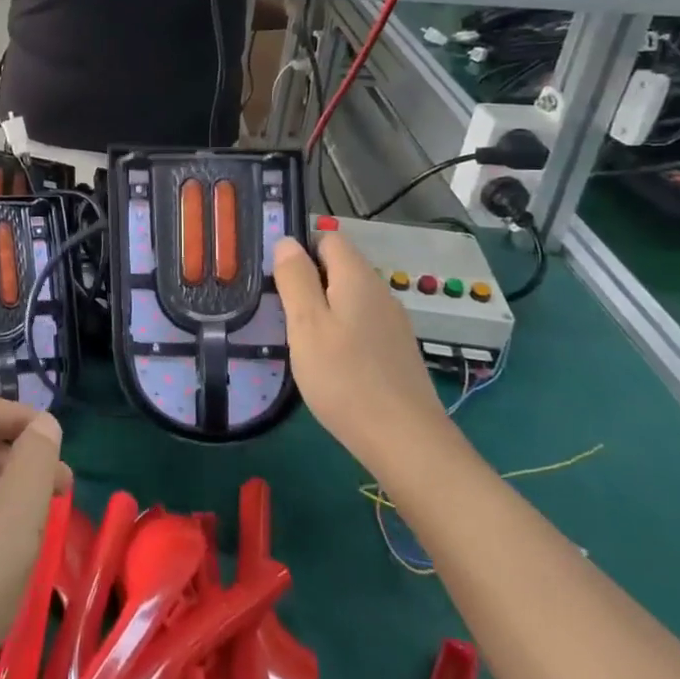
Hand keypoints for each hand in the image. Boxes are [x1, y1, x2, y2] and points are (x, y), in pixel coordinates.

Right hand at [273, 234, 446, 459]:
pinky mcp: (397, 350)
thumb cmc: (344, 377)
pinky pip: (362, 323)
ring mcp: (393, 322)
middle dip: (308, 280)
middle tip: (281, 311)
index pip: (328, 238)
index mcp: (357, 278)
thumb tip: (287, 241)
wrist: (404, 439)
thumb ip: (295, 278)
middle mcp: (380, 292)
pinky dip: (341, 330)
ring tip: (300, 338)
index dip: (300, 249)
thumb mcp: (306, 324)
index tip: (275, 277)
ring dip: (323, 308)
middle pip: (340, 267)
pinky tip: (329, 361)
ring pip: (350, 297)